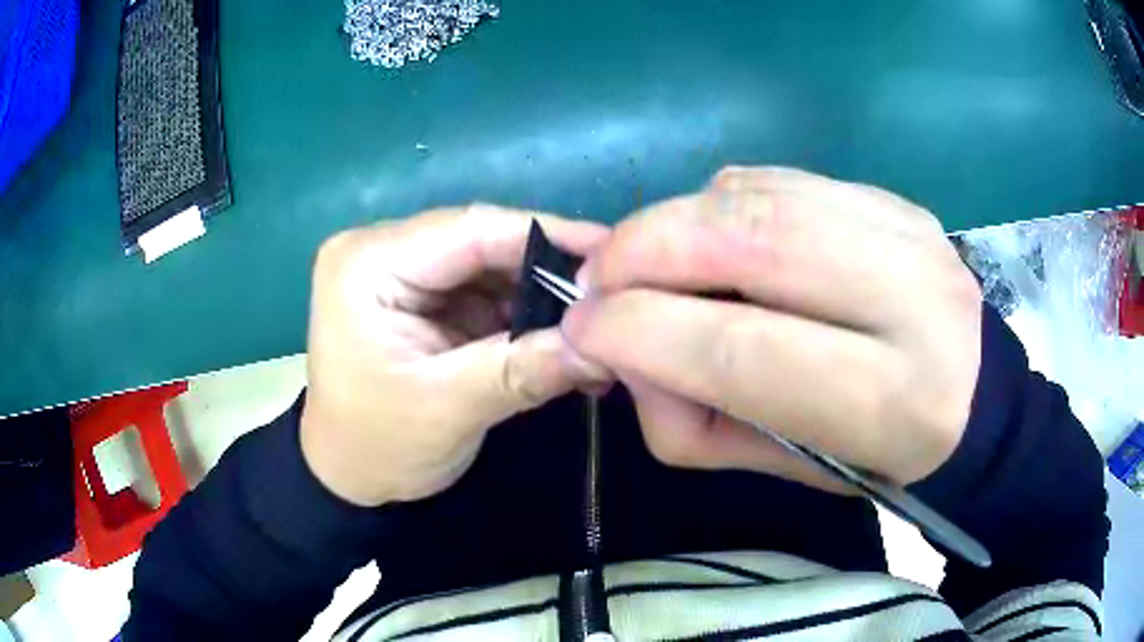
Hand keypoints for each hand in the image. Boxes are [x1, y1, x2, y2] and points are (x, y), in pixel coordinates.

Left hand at [301, 205, 610, 506]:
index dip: (545, 234)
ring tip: (591, 319)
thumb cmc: (377, 445)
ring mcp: (401, 272)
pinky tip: (558, 334)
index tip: (611, 250)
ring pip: (488, 265)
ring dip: (538, 292)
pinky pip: (482, 291)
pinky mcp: (420, 297)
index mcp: (367, 263)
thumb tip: (601, 345)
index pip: (468, 229)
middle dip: (545, 269)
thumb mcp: (448, 409)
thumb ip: (523, 369)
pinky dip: (521, 312)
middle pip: (480, 242)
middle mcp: (381, 251)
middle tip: (609, 292)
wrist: (347, 477)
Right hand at [562, 167, 982, 489]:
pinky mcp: (890, 198)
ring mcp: (904, 229)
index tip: (581, 327)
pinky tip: (716, 239)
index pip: (741, 348)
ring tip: (648, 258)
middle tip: (597, 277)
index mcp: (892, 401)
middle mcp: (911, 297)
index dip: (641, 331)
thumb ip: (694, 419)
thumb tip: (624, 347)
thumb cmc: (879, 459)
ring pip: (756, 195)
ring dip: (675, 220)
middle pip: (749, 240)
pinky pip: (778, 180)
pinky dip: (722, 205)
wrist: (972, 400)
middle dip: (644, 249)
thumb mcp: (784, 469)